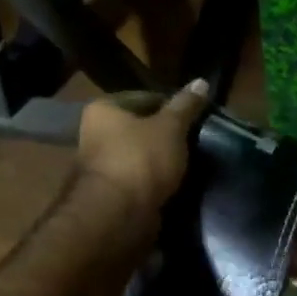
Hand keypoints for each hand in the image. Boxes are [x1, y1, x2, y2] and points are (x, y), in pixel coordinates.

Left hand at [76, 79, 209, 216]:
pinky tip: (177, 183)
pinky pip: (139, 180)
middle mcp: (95, 133)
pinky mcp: (111, 193)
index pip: (144, 97)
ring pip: (140, 155)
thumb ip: (185, 105)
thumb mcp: (170, 127)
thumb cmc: (141, 159)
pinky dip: (156, 181)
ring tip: (190, 162)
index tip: (194, 116)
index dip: (171, 105)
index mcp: (104, 109)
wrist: (118, 215)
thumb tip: (201, 81)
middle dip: (166, 134)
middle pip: (140, 127)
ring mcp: (101, 166)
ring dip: (161, 159)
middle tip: (195, 139)